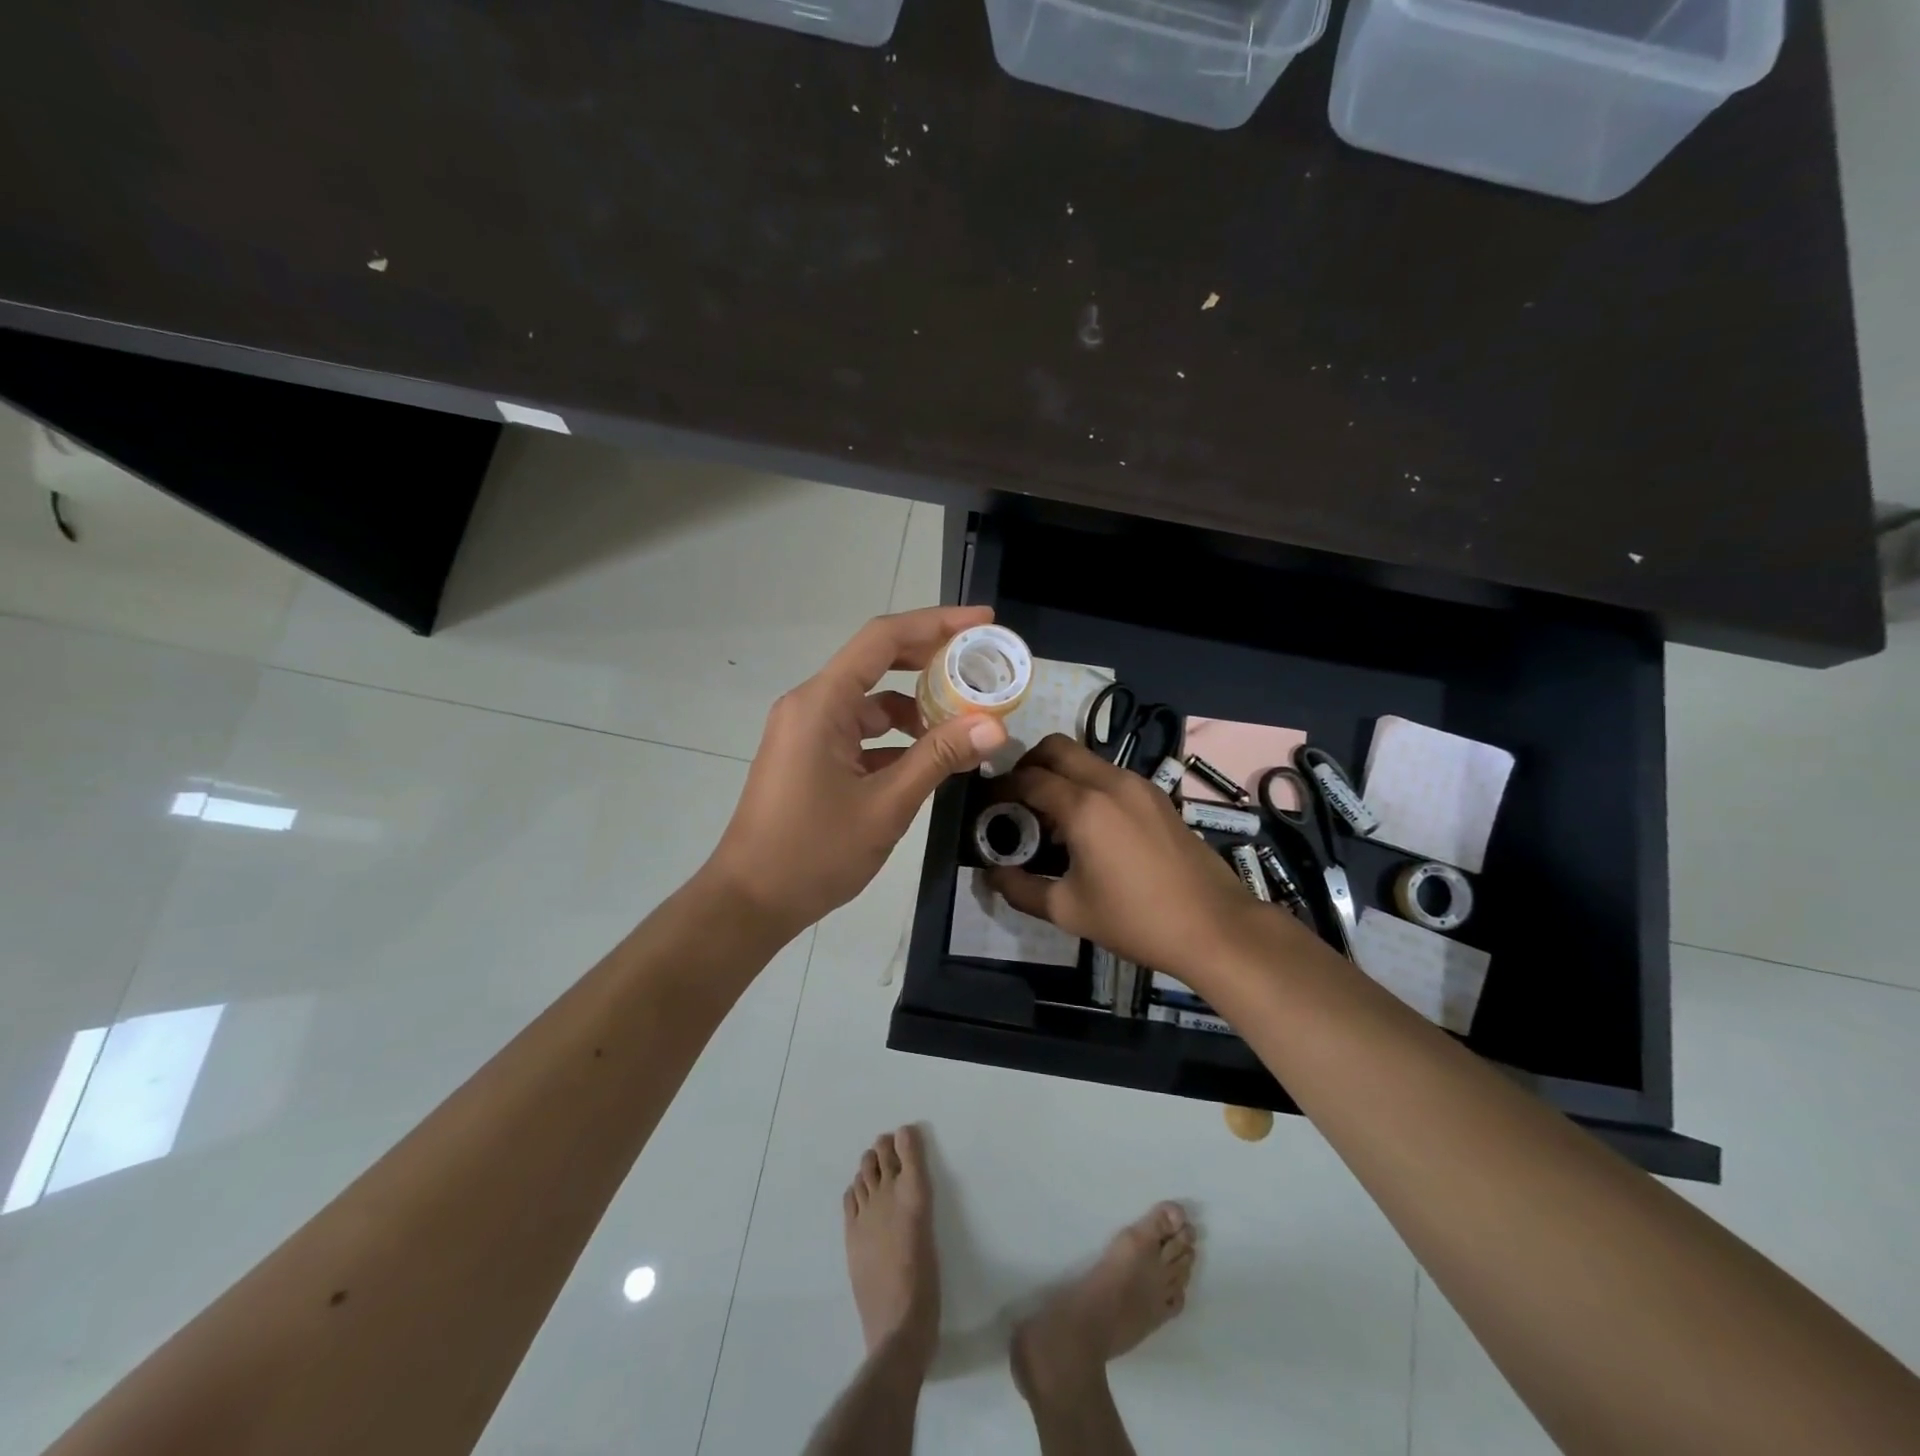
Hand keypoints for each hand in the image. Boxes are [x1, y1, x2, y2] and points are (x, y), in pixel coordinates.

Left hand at [706, 606, 1009, 937]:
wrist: (750, 902)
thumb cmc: (813, 853)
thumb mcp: (886, 805)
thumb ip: (939, 758)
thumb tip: (995, 726)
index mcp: (821, 703)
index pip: (883, 639)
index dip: (936, 623)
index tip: (983, 622)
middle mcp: (811, 705)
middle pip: (878, 663)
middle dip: (932, 661)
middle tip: (983, 667)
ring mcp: (808, 731)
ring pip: (872, 703)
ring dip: (917, 708)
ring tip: (967, 722)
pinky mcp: (810, 756)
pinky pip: (860, 732)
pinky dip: (896, 739)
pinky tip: (931, 759)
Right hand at [987, 735, 1272, 985]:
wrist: (1214, 926)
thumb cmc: (1135, 920)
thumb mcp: (1067, 910)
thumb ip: (1020, 888)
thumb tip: (991, 873)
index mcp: (1084, 806)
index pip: (1027, 778)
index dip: (1000, 788)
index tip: (986, 804)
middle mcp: (1110, 782)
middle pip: (1056, 747)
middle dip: (1027, 764)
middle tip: (1015, 797)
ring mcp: (1139, 784)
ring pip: (1085, 758)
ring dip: (1059, 774)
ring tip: (1050, 816)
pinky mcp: (1157, 795)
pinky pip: (1109, 774)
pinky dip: (1087, 784)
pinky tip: (1088, 825)